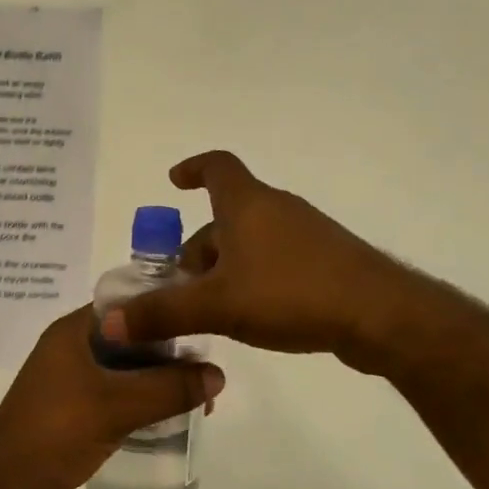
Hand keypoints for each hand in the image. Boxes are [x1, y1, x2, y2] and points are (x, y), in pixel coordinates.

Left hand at [0, 306, 224, 488]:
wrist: (6, 486)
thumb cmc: (57, 430)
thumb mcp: (118, 405)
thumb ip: (169, 389)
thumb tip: (218, 374)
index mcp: (73, 332)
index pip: (126, 306)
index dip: (163, 311)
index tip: (200, 324)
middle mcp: (70, 350)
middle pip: (129, 340)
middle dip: (167, 354)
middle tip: (205, 372)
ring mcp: (69, 383)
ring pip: (124, 372)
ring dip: (157, 382)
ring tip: (198, 398)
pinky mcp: (73, 413)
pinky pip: (115, 398)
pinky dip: (141, 403)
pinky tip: (169, 418)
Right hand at [100, 151, 411, 372]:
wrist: (380, 315)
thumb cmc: (291, 293)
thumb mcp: (217, 305)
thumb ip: (161, 313)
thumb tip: (107, 321)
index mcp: (248, 204)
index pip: (216, 166)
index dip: (192, 169)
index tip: (173, 182)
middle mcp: (277, 210)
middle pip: (227, 216)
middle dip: (200, 247)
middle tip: (180, 287)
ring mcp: (306, 235)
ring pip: (251, 241)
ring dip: (225, 267)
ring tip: (211, 309)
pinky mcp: (326, 262)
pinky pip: (276, 260)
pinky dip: (254, 278)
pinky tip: (252, 316)